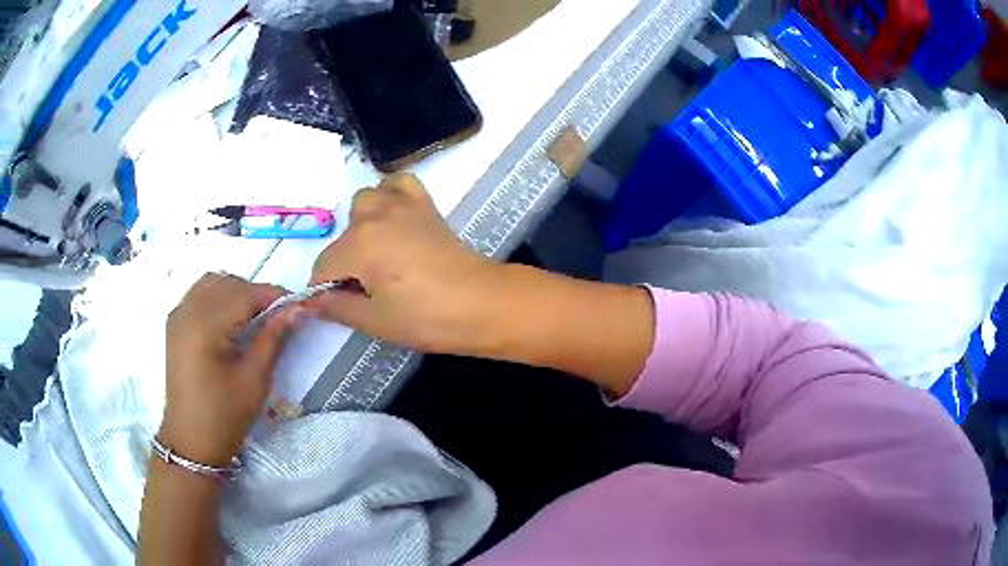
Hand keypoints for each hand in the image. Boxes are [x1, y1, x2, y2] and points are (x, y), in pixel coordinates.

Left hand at [161, 273, 301, 466]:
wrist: (191, 441)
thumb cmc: (225, 416)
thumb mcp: (254, 380)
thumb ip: (273, 338)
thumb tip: (296, 309)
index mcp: (205, 326)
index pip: (245, 294)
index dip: (273, 295)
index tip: (297, 306)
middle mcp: (187, 311)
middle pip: (228, 284)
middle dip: (256, 294)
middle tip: (278, 317)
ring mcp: (177, 316)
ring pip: (212, 283)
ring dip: (236, 292)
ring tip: (254, 317)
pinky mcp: (174, 324)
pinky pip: (198, 294)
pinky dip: (218, 296)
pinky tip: (229, 319)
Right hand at [309, 173, 498, 353]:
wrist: (483, 304)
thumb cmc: (427, 318)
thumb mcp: (375, 321)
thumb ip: (336, 307)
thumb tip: (310, 301)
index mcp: (358, 247)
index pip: (323, 267)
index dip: (325, 291)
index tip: (339, 307)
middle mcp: (374, 217)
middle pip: (342, 238)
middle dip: (344, 263)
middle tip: (366, 290)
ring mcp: (401, 206)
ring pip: (364, 203)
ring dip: (361, 226)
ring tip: (377, 255)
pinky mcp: (424, 205)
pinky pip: (398, 184)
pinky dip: (390, 195)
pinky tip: (394, 218)